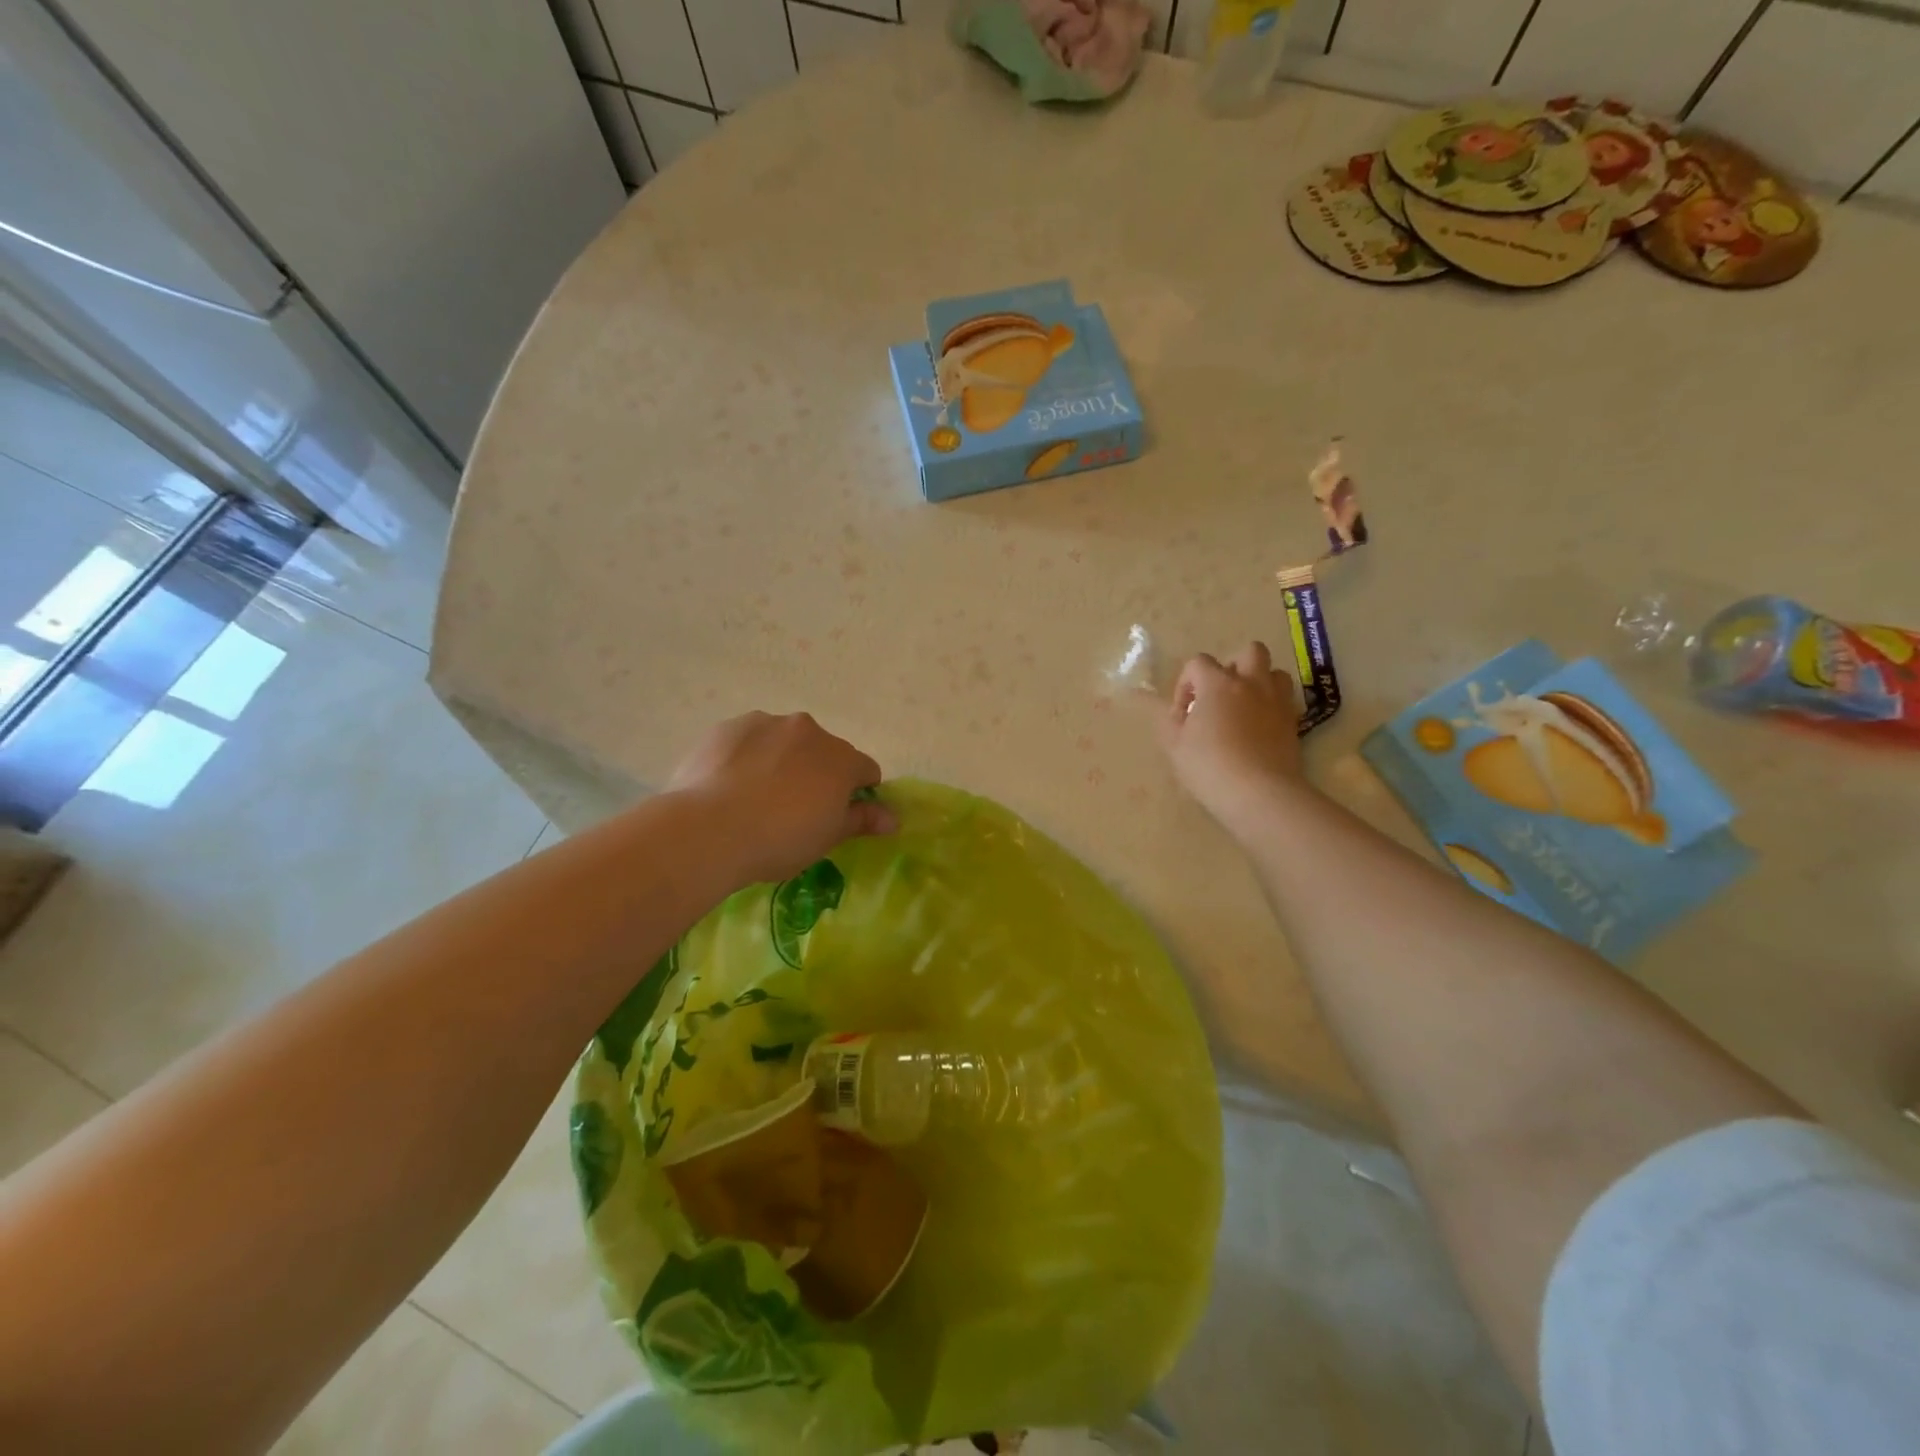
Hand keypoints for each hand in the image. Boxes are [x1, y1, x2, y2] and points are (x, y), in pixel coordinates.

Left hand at [668, 712, 896, 885]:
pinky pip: (748, 741)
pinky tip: (728, 786)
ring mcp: (766, 723)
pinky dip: (747, 757)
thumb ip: (861, 820)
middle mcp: (809, 730)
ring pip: (784, 742)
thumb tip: (893, 819)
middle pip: (824, 752)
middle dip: (817, 774)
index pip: (866, 771)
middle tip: (793, 810)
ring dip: (781, 761)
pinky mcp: (729, 727)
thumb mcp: (826, 838)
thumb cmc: (779, 839)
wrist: (708, 829)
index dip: (858, 794)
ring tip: (755, 798)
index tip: (837, 816)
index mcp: (841, 758)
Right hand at [1159, 643, 1306, 830]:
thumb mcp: (1175, 745)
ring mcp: (1277, 701)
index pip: (1198, 662)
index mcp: (1218, 683)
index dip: (1186, 683)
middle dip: (1233, 666)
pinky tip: (1259, 728)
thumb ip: (1170, 720)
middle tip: (1220, 694)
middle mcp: (1251, 683)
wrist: (1259, 793)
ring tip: (1245, 706)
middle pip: (1250, 652)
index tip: (1183, 712)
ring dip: (1259, 681)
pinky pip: (1285, 700)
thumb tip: (1173, 710)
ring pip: (1275, 672)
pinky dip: (1272, 705)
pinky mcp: (1293, 722)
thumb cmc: (1209, 765)